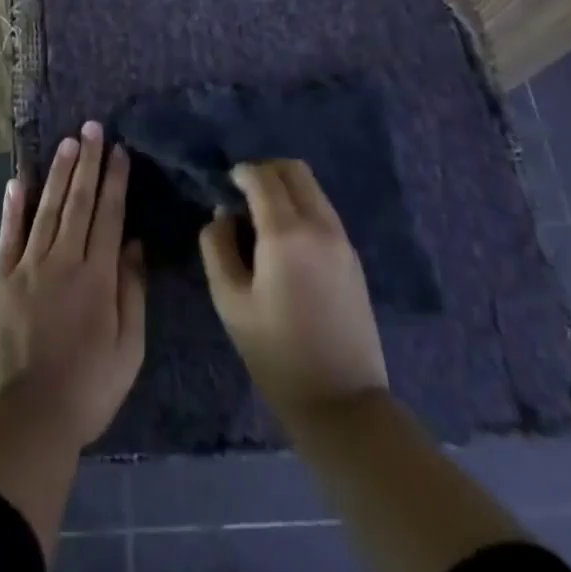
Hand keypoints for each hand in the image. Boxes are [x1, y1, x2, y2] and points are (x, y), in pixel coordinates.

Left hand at [0, 122, 146, 451]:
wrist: (26, 419)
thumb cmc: (87, 389)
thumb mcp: (128, 349)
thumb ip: (132, 292)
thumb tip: (133, 244)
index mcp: (97, 277)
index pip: (108, 216)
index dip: (114, 180)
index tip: (118, 150)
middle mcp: (62, 261)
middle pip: (77, 202)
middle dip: (87, 162)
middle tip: (92, 129)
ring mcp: (27, 267)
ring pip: (46, 209)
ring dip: (58, 173)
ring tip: (67, 143)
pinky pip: (8, 235)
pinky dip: (14, 206)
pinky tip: (19, 180)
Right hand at [200, 160, 388, 419]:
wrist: (342, 401)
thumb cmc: (276, 353)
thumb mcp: (230, 301)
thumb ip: (217, 247)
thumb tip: (223, 215)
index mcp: (286, 233)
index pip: (263, 177)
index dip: (241, 172)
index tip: (225, 184)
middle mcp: (319, 225)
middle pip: (294, 170)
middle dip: (265, 172)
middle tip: (243, 195)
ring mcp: (342, 240)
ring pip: (313, 188)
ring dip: (285, 189)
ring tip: (262, 219)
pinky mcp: (352, 257)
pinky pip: (324, 211)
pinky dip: (302, 208)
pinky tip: (286, 241)